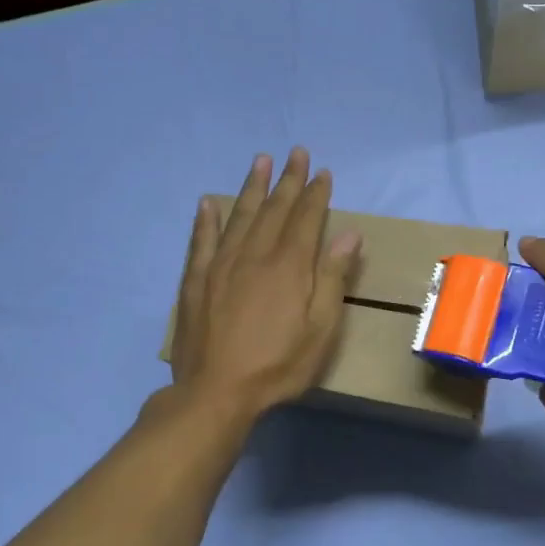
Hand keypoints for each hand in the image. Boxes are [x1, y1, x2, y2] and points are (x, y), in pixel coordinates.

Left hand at [169, 149, 360, 421]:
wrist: (216, 392)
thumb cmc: (277, 366)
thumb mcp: (320, 329)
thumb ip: (332, 278)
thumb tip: (349, 234)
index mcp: (288, 266)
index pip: (305, 218)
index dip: (315, 194)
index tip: (322, 171)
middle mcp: (253, 255)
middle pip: (273, 209)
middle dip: (287, 180)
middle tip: (296, 152)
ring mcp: (220, 265)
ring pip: (239, 216)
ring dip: (251, 187)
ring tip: (260, 161)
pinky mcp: (196, 281)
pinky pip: (201, 241)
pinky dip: (206, 220)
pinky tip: (208, 203)